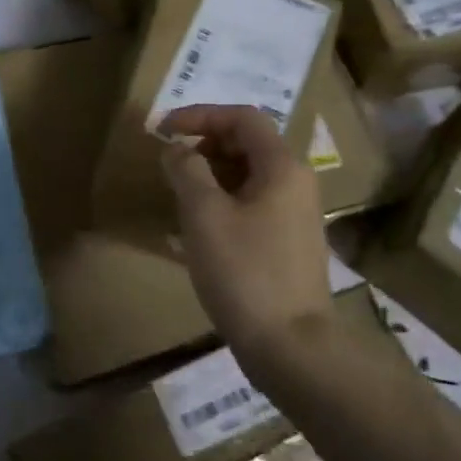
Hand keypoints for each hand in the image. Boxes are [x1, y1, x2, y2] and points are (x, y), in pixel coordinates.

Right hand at [159, 105, 332, 362]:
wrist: (291, 345)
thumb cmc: (245, 272)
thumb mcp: (204, 215)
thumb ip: (187, 171)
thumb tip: (177, 149)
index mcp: (282, 167)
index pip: (242, 117)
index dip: (200, 115)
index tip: (163, 129)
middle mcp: (296, 182)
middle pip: (249, 143)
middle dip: (205, 143)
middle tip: (170, 161)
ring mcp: (296, 214)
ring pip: (250, 175)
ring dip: (212, 172)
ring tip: (178, 191)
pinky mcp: (289, 241)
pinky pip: (253, 202)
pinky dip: (223, 199)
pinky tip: (197, 224)